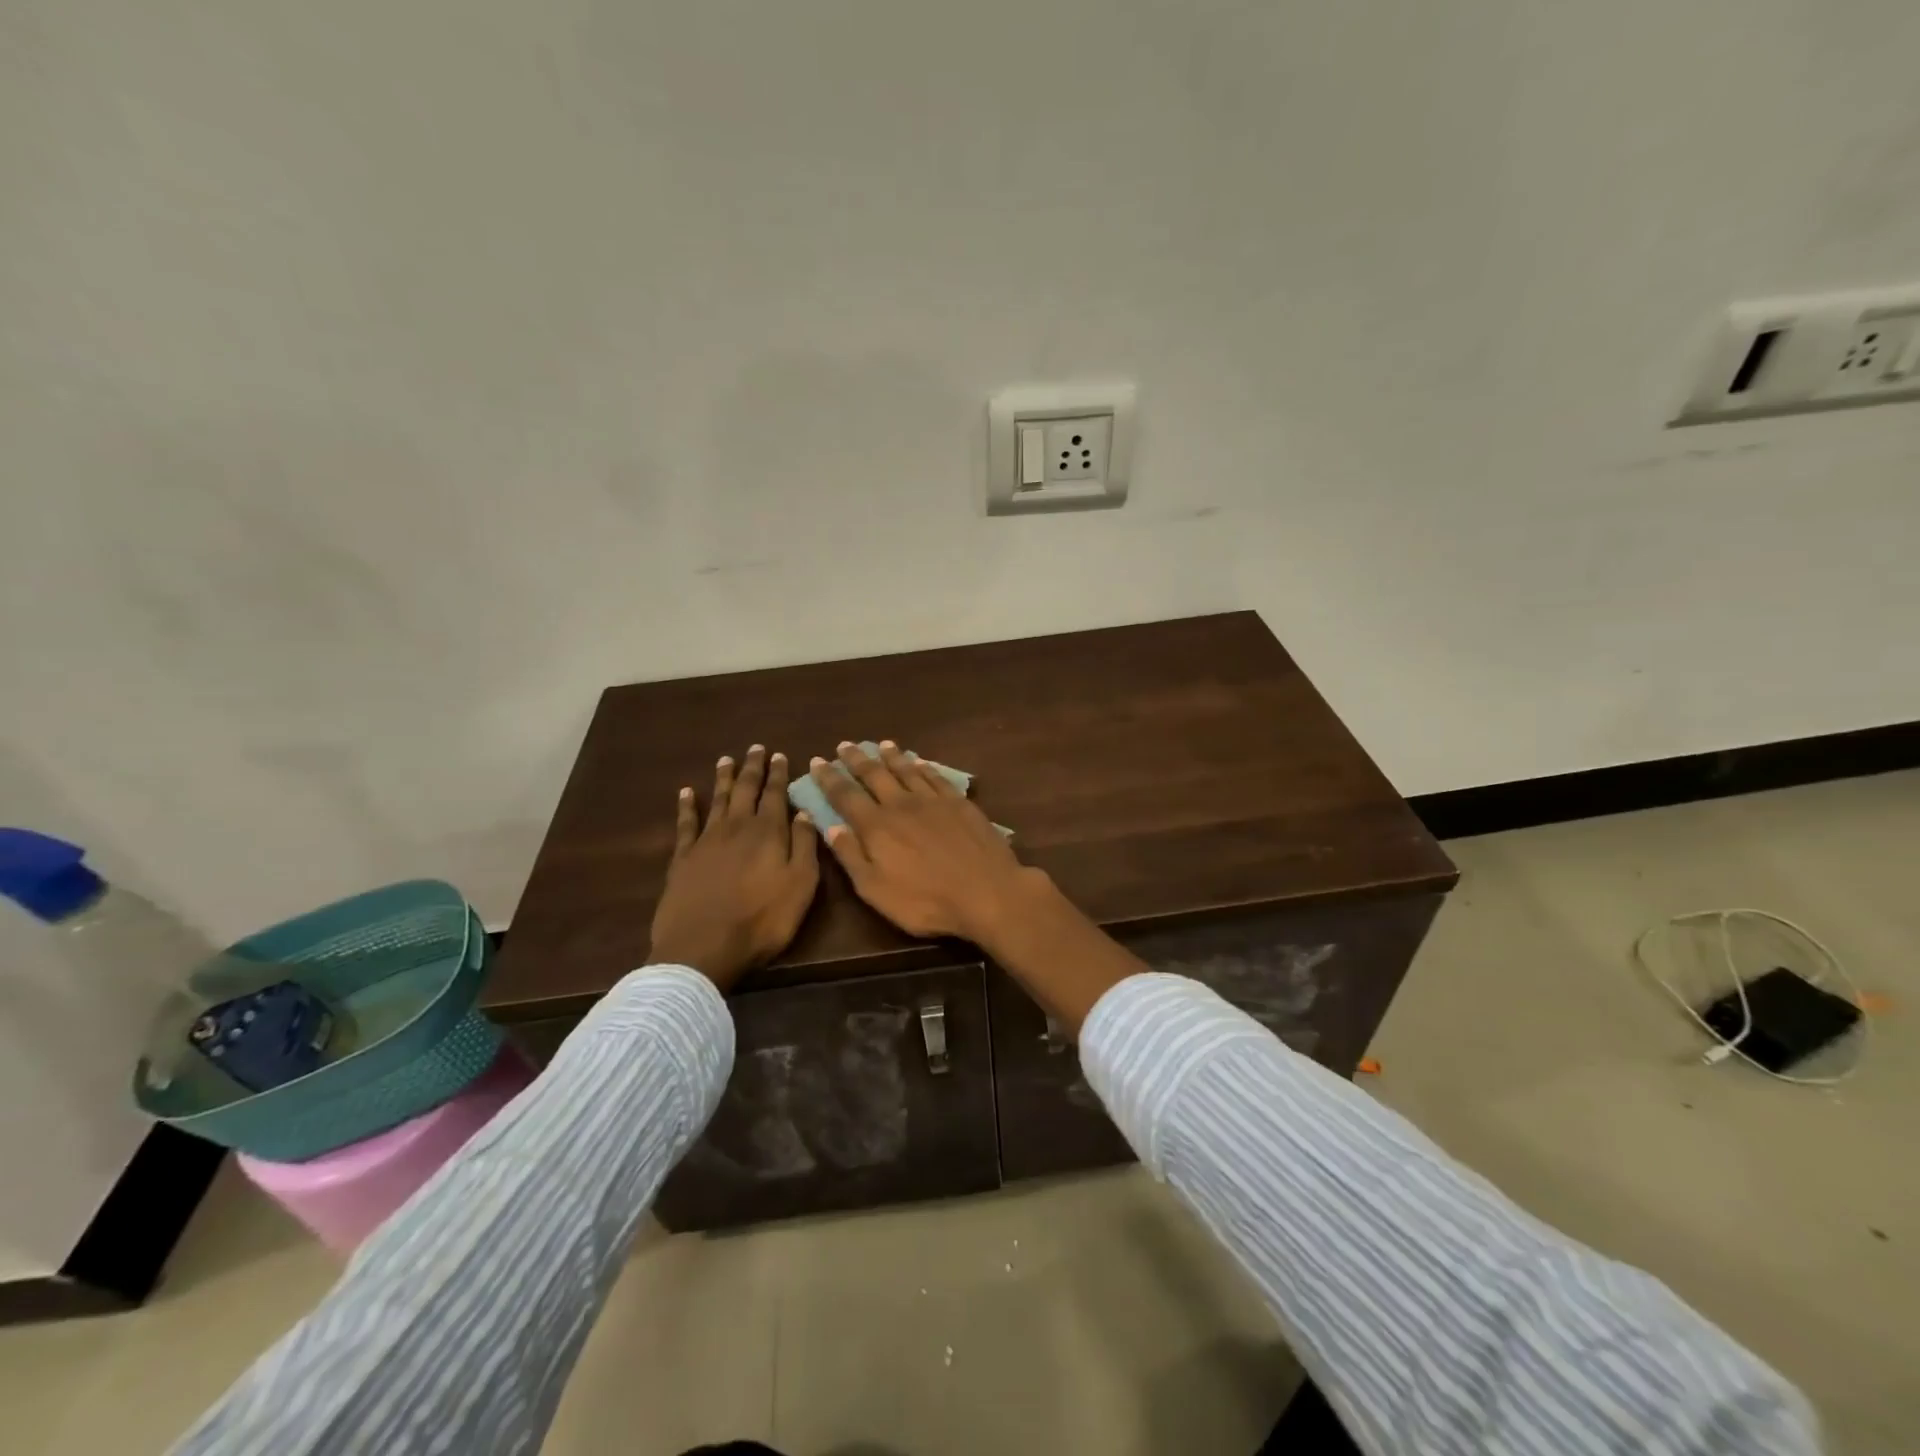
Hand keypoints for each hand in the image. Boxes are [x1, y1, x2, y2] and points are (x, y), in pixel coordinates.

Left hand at [649, 746, 819, 990]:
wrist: (703, 947)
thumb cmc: (762, 920)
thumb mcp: (800, 885)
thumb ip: (804, 845)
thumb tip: (804, 812)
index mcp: (769, 832)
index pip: (776, 795)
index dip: (778, 774)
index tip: (779, 755)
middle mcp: (737, 827)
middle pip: (746, 790)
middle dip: (752, 768)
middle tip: (755, 748)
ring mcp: (707, 840)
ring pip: (717, 800)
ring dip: (723, 778)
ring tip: (727, 759)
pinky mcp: (683, 858)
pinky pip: (686, 823)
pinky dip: (687, 805)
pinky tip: (686, 792)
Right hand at [808, 741, 1042, 943]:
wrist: (987, 892)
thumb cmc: (926, 901)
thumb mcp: (876, 890)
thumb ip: (851, 857)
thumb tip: (830, 827)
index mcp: (876, 827)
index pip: (845, 796)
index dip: (829, 778)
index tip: (817, 762)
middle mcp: (902, 805)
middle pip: (874, 775)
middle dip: (856, 759)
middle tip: (845, 745)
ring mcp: (933, 801)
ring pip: (906, 770)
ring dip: (891, 756)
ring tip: (881, 744)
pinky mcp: (960, 803)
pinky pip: (936, 777)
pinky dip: (924, 767)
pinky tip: (920, 762)